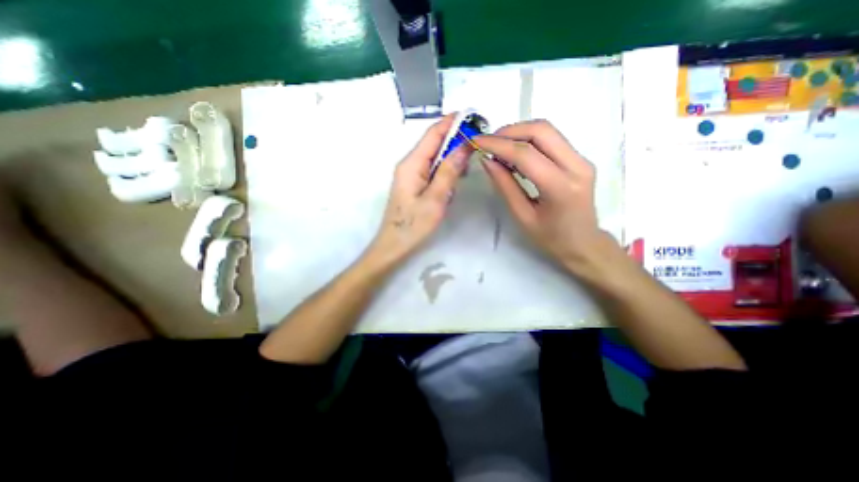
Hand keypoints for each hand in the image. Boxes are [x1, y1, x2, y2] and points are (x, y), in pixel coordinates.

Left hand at [364, 114, 467, 265]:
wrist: (394, 245)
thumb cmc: (413, 225)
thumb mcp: (435, 199)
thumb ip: (449, 172)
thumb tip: (464, 146)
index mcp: (412, 164)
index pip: (433, 133)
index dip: (452, 123)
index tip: (474, 118)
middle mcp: (409, 164)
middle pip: (434, 143)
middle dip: (456, 139)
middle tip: (478, 142)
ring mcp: (411, 174)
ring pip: (434, 157)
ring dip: (452, 156)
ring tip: (470, 160)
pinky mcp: (414, 184)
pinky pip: (432, 170)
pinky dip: (446, 169)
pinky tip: (456, 178)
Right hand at [477, 119, 609, 271]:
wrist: (583, 244)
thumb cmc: (550, 238)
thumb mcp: (522, 216)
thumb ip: (505, 186)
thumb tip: (487, 160)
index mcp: (561, 187)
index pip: (526, 154)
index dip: (498, 144)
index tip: (476, 141)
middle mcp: (577, 166)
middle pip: (541, 130)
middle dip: (509, 131)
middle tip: (488, 142)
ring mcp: (582, 160)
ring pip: (547, 130)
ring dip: (518, 133)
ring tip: (498, 148)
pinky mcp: (580, 159)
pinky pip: (552, 139)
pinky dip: (529, 140)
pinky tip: (514, 153)